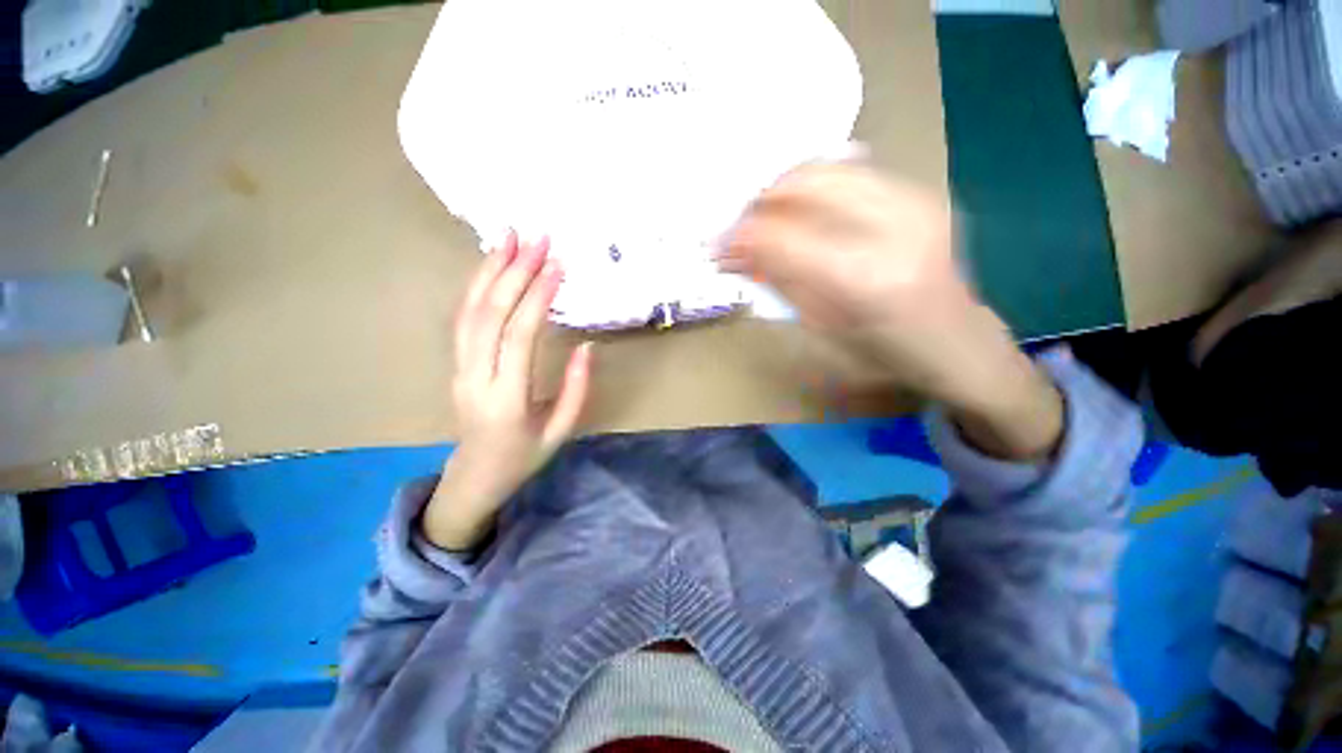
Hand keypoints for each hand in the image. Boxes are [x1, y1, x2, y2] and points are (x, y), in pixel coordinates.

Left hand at [422, 233, 593, 549]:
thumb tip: (586, 345)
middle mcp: (477, 377)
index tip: (558, 266)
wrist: (475, 476)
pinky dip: (476, 285)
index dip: (538, 297)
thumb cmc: (524, 456)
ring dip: (490, 269)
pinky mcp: (456, 362)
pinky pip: (463, 318)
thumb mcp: (562, 431)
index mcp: (508, 398)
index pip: (520, 335)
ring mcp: (460, 367)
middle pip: (490, 314)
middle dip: (515, 272)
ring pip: (470, 310)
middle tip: (538, 239)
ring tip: (509, 237)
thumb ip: (577, 389)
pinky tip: (491, 264)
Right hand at [720, 162, 1062, 459]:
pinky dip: (814, 184)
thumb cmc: (882, 351)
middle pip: (805, 183)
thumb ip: (777, 280)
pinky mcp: (920, 190)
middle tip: (739, 225)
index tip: (716, 245)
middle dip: (759, 201)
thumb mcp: (819, 325)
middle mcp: (893, 226)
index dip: (741, 236)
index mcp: (864, 277)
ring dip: (784, 188)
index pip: (783, 237)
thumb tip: (734, 253)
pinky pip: (851, 169)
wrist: (955, 340)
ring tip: (765, 215)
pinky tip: (801, 208)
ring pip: (827, 166)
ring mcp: (913, 200)